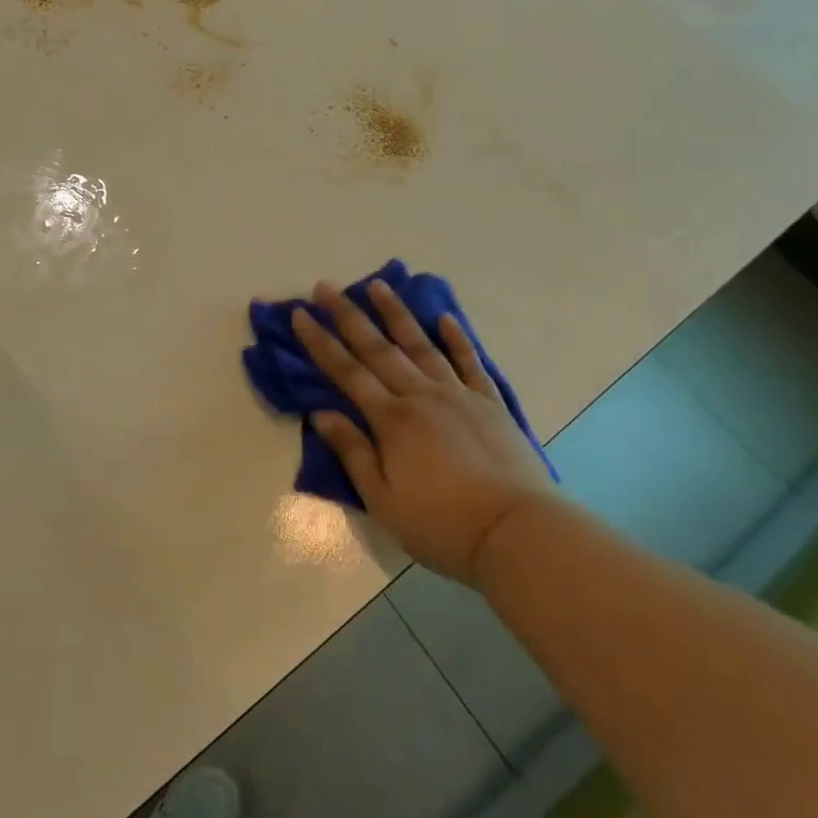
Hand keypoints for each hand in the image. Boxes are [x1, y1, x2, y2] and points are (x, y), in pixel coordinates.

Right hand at [290, 279, 556, 583]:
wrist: (517, 532)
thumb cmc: (441, 524)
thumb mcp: (383, 499)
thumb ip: (353, 451)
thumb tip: (321, 412)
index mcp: (391, 419)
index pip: (346, 372)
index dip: (320, 342)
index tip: (301, 313)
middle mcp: (421, 395)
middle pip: (378, 348)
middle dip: (348, 315)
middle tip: (326, 287)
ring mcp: (458, 395)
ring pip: (421, 344)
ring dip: (396, 313)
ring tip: (379, 284)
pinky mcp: (489, 403)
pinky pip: (469, 362)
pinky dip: (457, 339)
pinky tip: (445, 318)